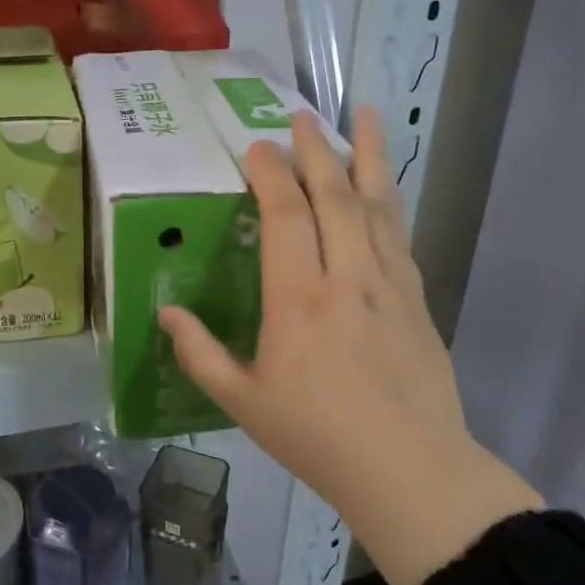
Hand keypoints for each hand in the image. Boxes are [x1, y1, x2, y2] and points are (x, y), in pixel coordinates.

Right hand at [160, 108, 541, 584]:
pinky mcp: (417, 297)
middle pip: (333, 196)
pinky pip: (400, 234)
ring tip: (366, 116)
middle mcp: (346, 277)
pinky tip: (385, 187)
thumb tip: (167, 312)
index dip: (270, 173)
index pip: (285, 214)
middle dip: (316, 150)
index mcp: (298, 299)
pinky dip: (390, 200)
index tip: (257, 148)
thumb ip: (200, 354)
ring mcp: (389, 283)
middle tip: (302, 116)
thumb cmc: (316, 436)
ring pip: (377, 205)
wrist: (408, 468)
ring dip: (367, 157)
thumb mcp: (243, 402)